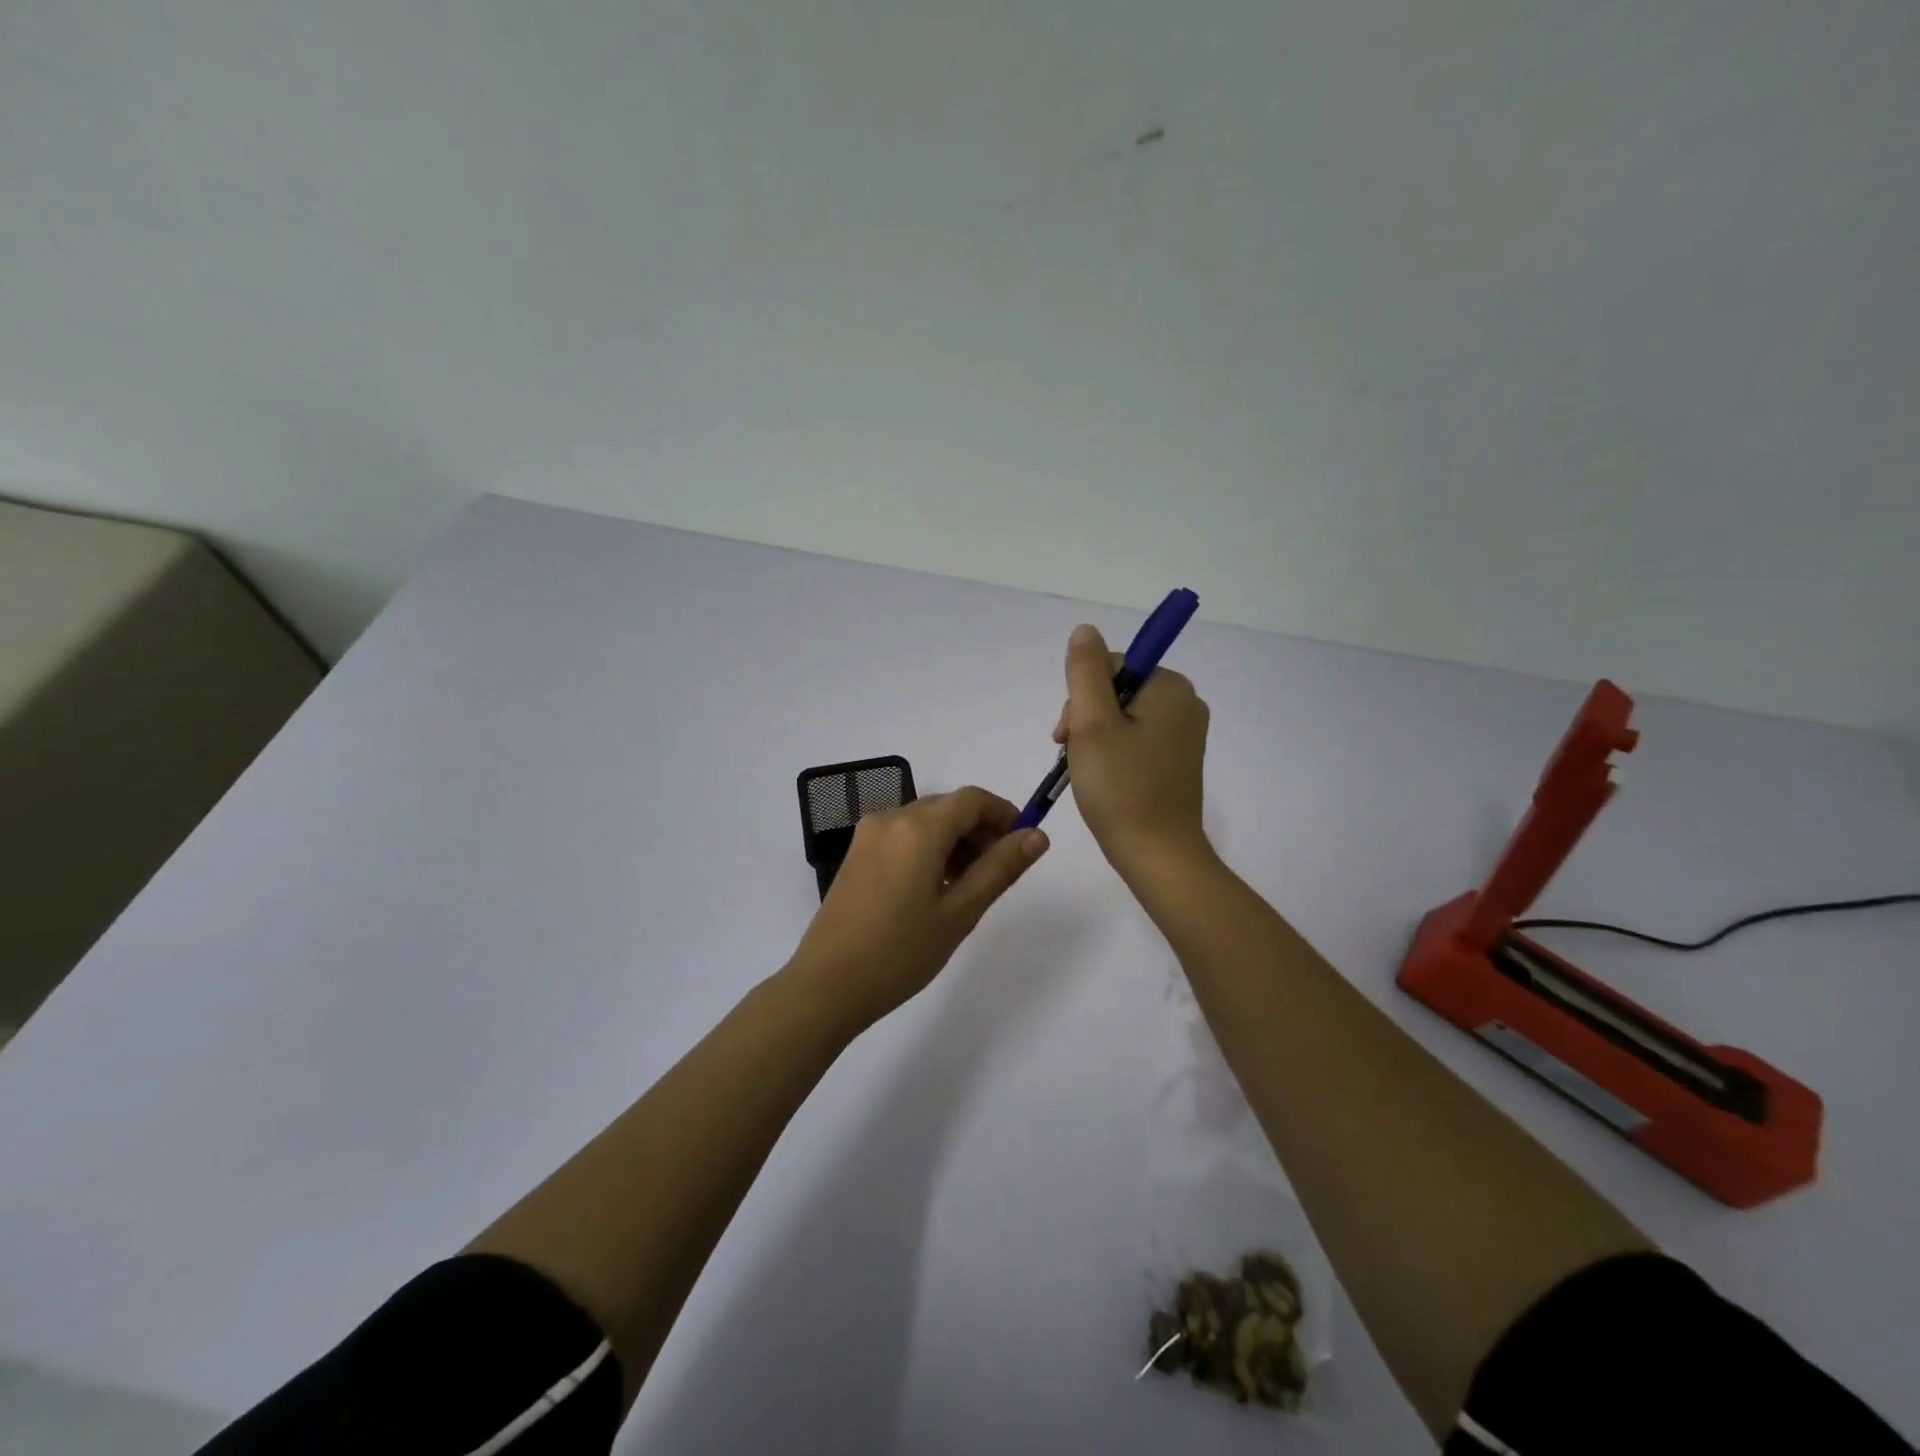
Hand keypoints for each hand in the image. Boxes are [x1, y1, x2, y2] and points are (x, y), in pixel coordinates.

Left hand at [786, 787, 1048, 1030]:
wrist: (826, 986)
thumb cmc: (900, 952)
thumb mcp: (960, 912)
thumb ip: (1000, 868)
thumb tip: (1037, 836)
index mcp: (917, 828)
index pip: (972, 799)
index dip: (1004, 814)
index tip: (1023, 845)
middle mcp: (890, 819)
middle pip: (948, 807)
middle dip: (980, 830)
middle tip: (998, 873)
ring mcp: (868, 835)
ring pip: (925, 821)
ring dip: (955, 841)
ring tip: (968, 887)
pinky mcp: (856, 854)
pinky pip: (903, 835)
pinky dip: (928, 849)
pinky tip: (935, 888)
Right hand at [1052, 623, 1211, 877]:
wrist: (1157, 856)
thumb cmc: (1121, 788)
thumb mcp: (1093, 724)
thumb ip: (1086, 671)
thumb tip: (1085, 630)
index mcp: (1170, 687)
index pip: (1110, 667)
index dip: (1080, 697)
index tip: (1067, 736)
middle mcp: (1185, 704)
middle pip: (1116, 691)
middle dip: (1085, 719)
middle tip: (1071, 756)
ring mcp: (1183, 735)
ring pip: (1121, 717)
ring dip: (1094, 739)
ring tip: (1084, 772)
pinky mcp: (1176, 761)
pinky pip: (1135, 740)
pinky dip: (1112, 754)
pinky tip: (1101, 779)